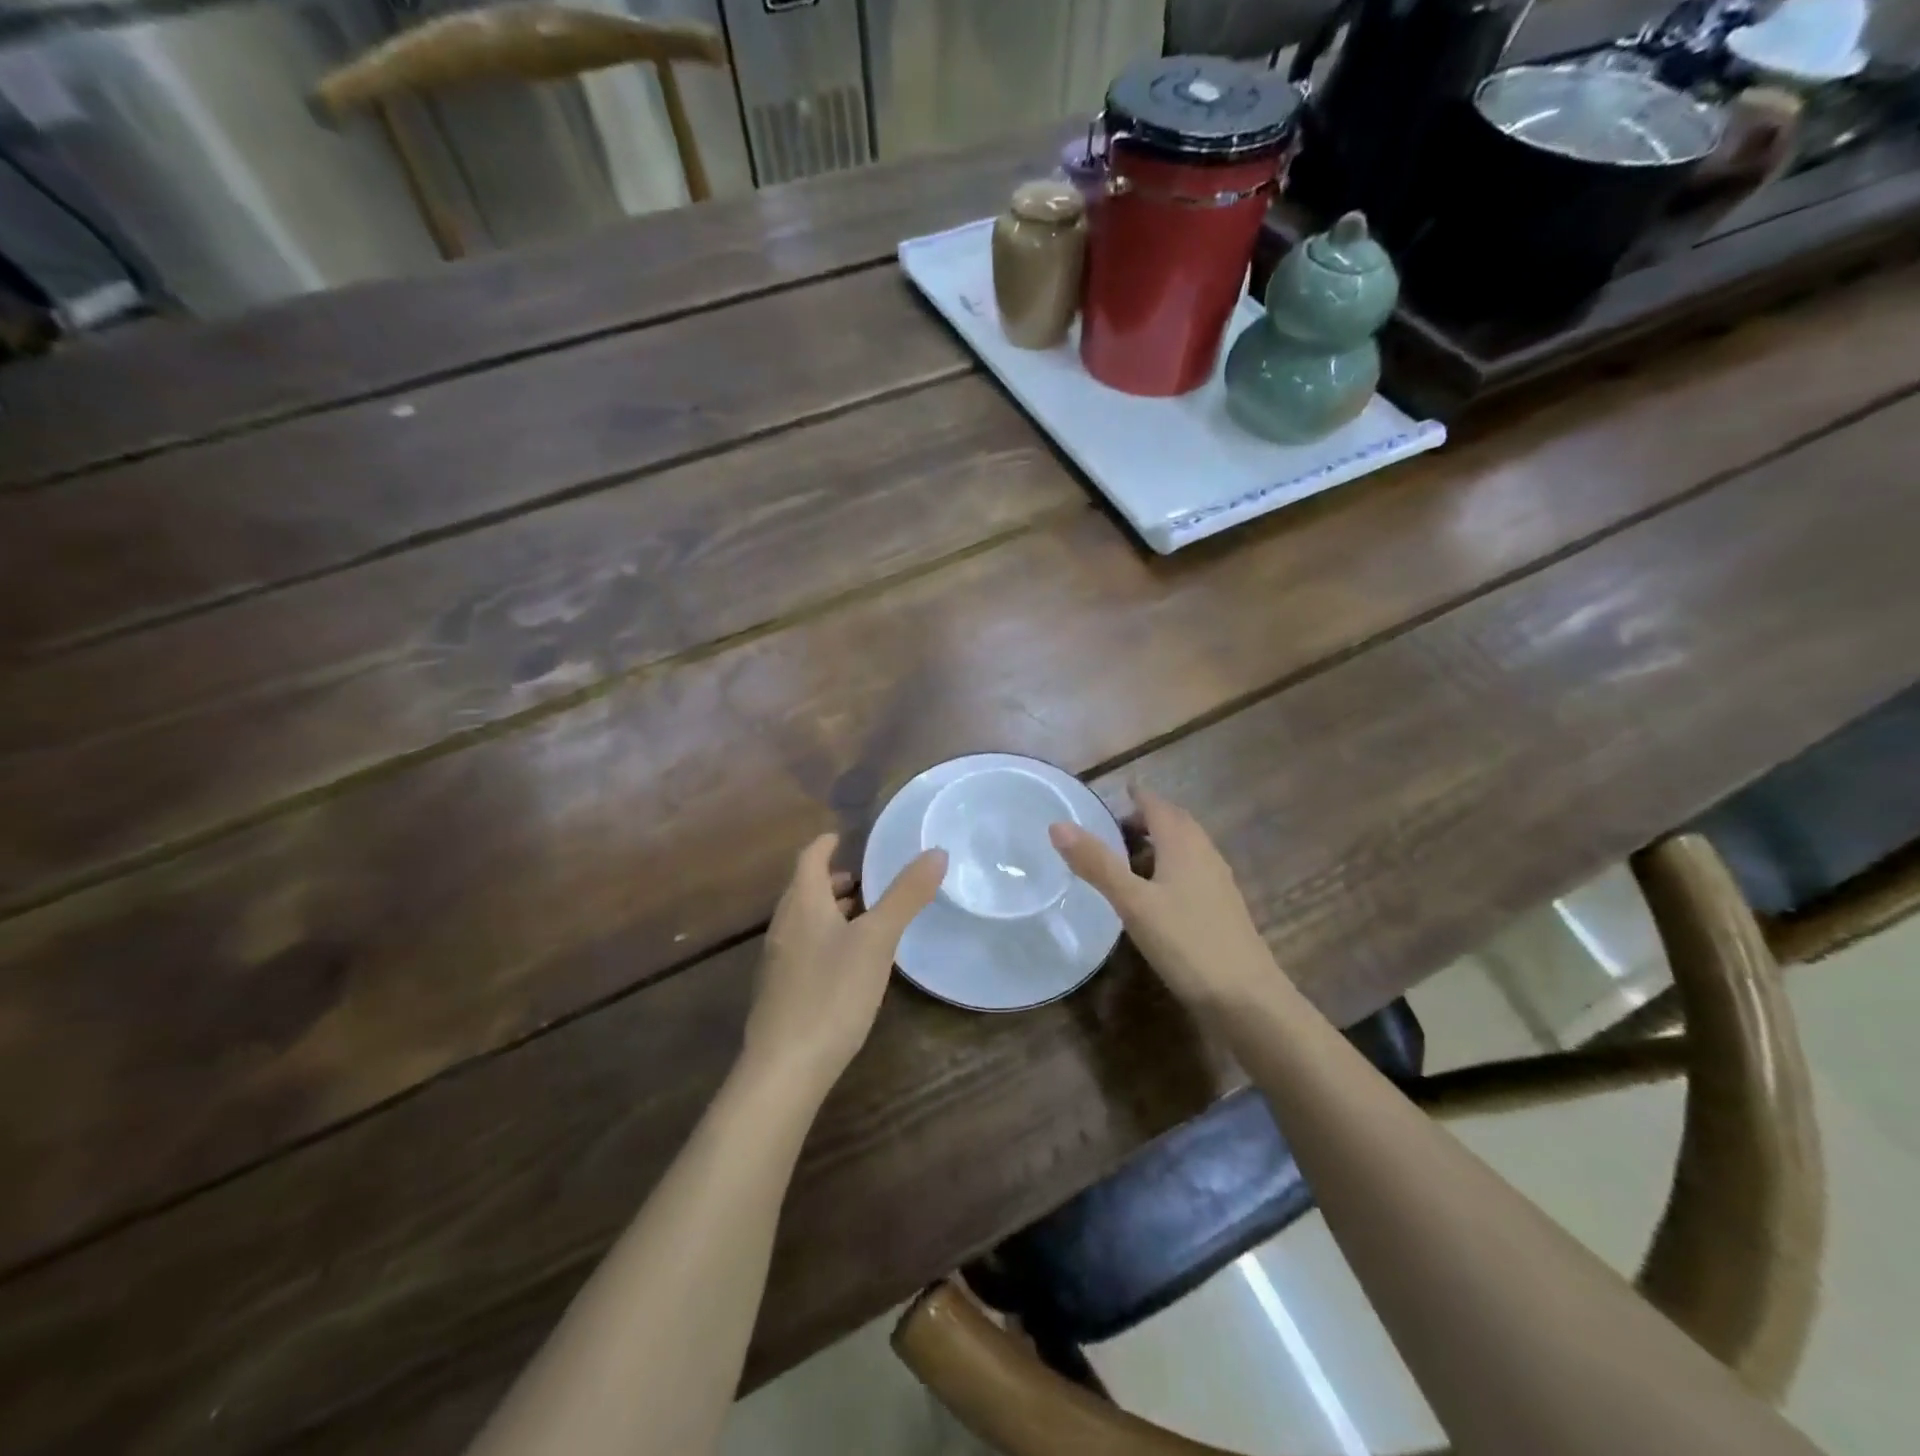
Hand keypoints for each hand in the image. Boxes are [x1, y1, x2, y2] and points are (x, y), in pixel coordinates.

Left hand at [743, 834, 946, 1095]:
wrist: (785, 1068)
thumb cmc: (832, 993)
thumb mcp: (877, 940)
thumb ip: (905, 896)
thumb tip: (937, 852)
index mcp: (802, 904)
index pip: (809, 858)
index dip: (826, 844)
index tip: (842, 836)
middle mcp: (784, 926)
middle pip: (803, 889)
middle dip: (830, 879)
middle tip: (862, 878)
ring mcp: (777, 961)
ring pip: (803, 920)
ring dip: (828, 910)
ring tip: (861, 916)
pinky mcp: (780, 992)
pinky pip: (802, 948)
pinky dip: (824, 938)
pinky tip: (846, 963)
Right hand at [1048, 786, 1280, 1015]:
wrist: (1246, 998)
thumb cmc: (1186, 941)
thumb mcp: (1133, 902)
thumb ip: (1096, 863)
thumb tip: (1057, 825)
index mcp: (1183, 843)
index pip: (1157, 805)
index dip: (1136, 797)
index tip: (1115, 793)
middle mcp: (1204, 853)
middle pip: (1174, 824)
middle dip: (1145, 820)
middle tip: (1112, 829)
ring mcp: (1217, 882)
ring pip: (1184, 849)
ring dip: (1156, 845)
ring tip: (1125, 860)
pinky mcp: (1221, 908)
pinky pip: (1190, 872)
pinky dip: (1167, 869)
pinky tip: (1153, 895)